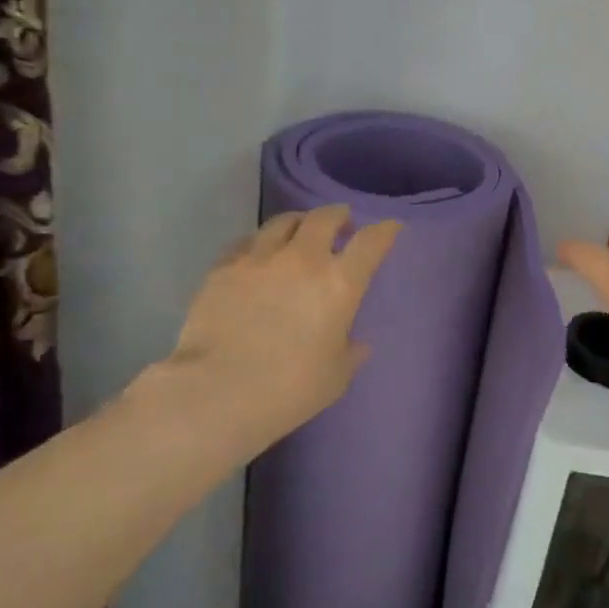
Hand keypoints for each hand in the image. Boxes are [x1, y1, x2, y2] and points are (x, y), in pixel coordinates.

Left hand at [148, 206, 401, 454]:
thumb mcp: (336, 377)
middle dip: (338, 215)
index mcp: (340, 283)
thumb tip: (357, 343)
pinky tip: (258, 253)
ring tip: (300, 230)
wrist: (217, 392)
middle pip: (325, 218)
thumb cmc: (289, 389)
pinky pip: (247, 242)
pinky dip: (261, 242)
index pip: (371, 242)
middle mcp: (303, 259)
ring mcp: (260, 258)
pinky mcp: (224, 267)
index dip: (385, 230)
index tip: (390, 227)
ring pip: (284, 222)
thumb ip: (350, 353)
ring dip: (299, 222)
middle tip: (342, 222)